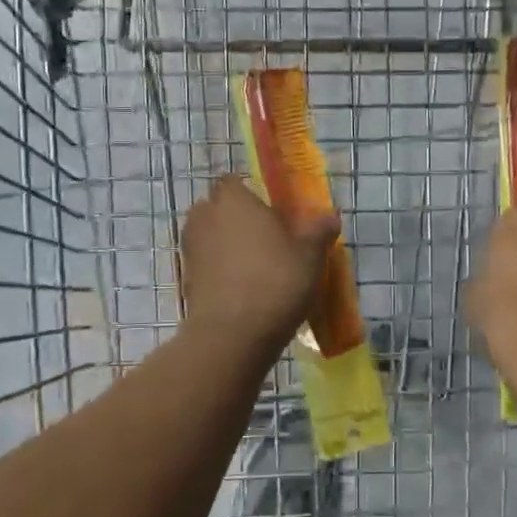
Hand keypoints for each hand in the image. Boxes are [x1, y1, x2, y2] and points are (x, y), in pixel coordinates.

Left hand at [181, 175, 341, 352]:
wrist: (232, 335)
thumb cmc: (275, 281)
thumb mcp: (310, 255)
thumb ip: (319, 230)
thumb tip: (331, 215)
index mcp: (233, 200)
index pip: (232, 181)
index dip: (248, 193)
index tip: (269, 211)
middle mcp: (205, 217)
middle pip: (216, 207)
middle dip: (235, 218)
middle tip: (264, 238)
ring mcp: (191, 248)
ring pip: (208, 236)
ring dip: (224, 244)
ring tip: (254, 265)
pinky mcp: (186, 278)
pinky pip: (204, 263)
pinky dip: (218, 270)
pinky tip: (241, 288)